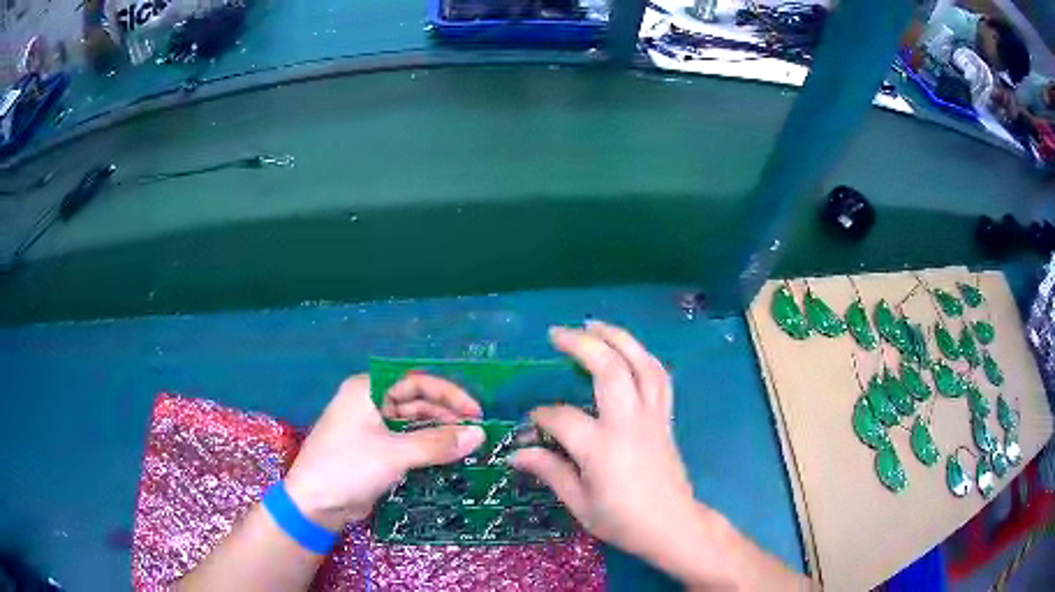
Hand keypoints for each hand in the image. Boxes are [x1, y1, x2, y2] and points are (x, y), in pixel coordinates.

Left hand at [284, 373, 484, 530]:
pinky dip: (425, 447)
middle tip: (476, 433)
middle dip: (446, 415)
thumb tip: (479, 435)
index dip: (449, 394)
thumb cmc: (349, 467)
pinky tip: (446, 457)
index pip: (416, 381)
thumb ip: (437, 443)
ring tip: (466, 446)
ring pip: (412, 422)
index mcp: (368, 389)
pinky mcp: (373, 449)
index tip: (476, 411)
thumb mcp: (395, 454)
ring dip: (437, 432)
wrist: (315, 503)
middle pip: (415, 401)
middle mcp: (370, 402)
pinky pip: (405, 441)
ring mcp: (370, 426)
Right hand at [510, 321, 697, 570]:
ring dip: (618, 338)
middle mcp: (629, 423)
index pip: (562, 417)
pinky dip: (644, 357)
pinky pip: (659, 377)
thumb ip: (549, 471)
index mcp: (602, 448)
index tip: (531, 423)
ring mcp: (652, 417)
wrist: (672, 526)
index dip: (541, 416)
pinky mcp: (666, 418)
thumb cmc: (623, 521)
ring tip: (595, 324)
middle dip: (583, 345)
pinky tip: (629, 350)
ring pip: (641, 364)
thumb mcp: (579, 504)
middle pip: (610, 369)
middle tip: (557, 333)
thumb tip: (516, 453)